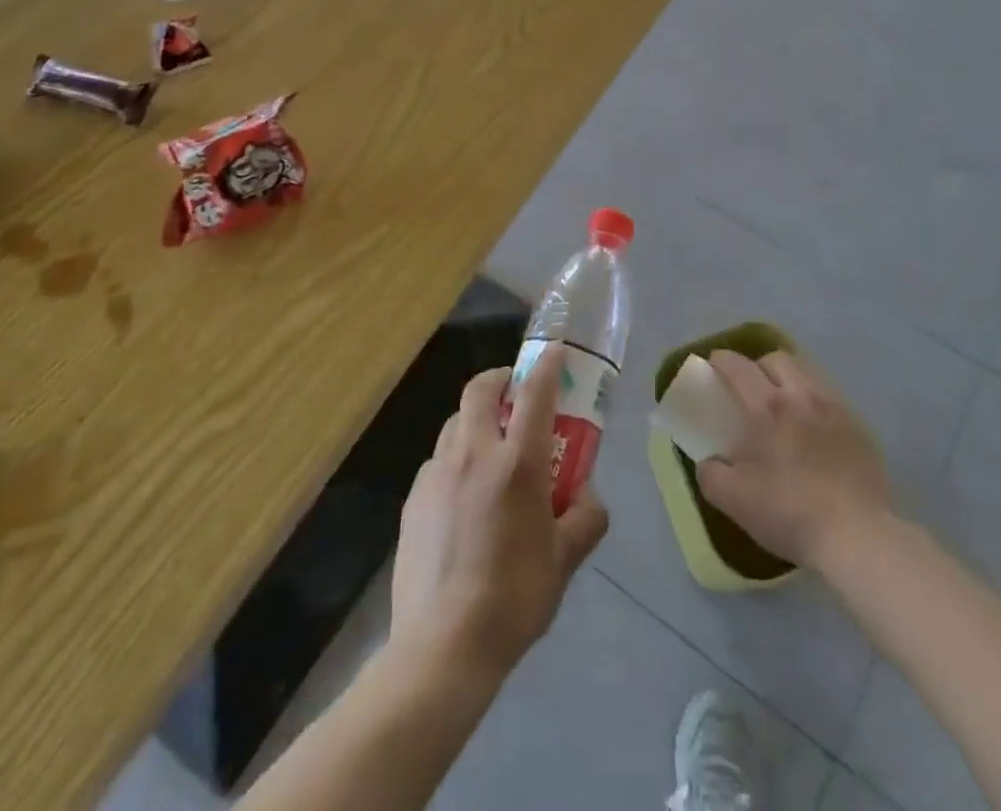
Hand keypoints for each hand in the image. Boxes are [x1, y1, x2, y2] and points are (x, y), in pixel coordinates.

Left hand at [390, 348, 609, 683]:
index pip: (535, 393)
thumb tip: (587, 497)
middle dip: (500, 379)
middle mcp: (474, 454)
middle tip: (514, 393)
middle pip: (480, 390)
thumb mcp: (565, 560)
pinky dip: (455, 460)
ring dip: (475, 420)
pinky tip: (463, 497)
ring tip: (490, 449)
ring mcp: (437, 474)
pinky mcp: (413, 499)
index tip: (555, 352)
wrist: (442, 648)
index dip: (547, 366)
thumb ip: (586, 519)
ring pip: (455, 423)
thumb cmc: (514, 598)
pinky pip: (438, 461)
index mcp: (516, 462)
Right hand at [695, 350, 890, 569]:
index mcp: (767, 406)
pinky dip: (814, 402)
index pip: (739, 366)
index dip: (722, 360)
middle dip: (758, 365)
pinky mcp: (859, 427)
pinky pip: (830, 398)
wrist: (857, 537)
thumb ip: (711, 473)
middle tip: (750, 388)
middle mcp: (802, 395)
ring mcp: (835, 408)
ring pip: (807, 373)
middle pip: (777, 359)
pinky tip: (813, 429)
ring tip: (783, 404)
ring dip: (789, 379)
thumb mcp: (733, 499)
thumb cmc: (789, 512)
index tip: (713, 365)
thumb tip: (709, 461)